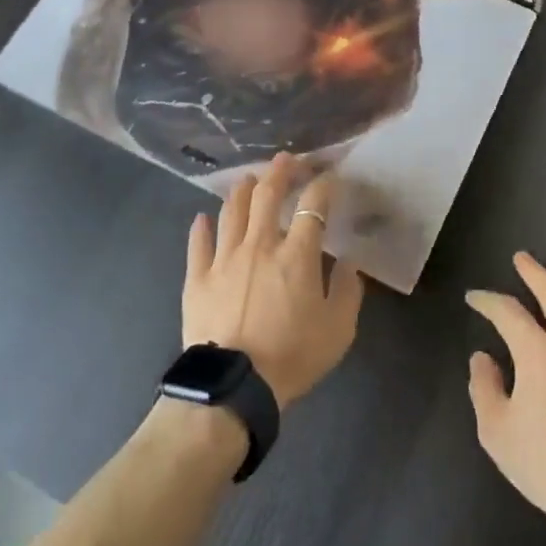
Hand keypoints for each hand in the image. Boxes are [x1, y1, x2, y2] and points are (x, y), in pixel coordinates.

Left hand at [183, 154, 364, 407]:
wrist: (234, 386)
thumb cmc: (292, 357)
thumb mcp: (338, 330)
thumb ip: (347, 291)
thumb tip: (348, 263)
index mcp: (296, 255)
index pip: (313, 206)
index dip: (324, 186)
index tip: (330, 177)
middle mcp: (259, 245)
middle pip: (267, 194)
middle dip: (279, 171)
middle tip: (286, 159)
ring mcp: (224, 258)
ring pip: (232, 211)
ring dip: (242, 190)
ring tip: (248, 180)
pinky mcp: (197, 277)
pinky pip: (198, 243)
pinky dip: (201, 227)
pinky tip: (202, 217)